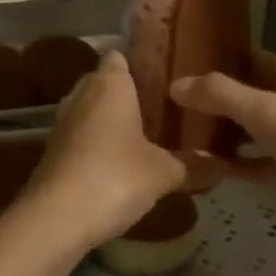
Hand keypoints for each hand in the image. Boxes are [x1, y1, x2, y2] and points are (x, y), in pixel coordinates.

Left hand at [24, 53, 204, 247]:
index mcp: (109, 85)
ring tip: (145, 137)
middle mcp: (81, 95)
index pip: (120, 56)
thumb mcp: (163, 173)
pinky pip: (80, 136)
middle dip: (128, 94)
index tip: (166, 79)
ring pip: (90, 110)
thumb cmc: (114, 178)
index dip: (140, 64)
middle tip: (162, 111)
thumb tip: (222, 165)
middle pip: (104, 82)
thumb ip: (193, 165)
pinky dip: (97, 144)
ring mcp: (62, 123)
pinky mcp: (52, 151)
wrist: (55, 218)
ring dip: (110, 121)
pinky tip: (119, 163)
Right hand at [171, 51, 275, 257]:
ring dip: (219, 133)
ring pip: (249, 129)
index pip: (245, 56)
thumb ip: (220, 95)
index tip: (172, 63)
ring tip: (176, 137)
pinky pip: (259, 161)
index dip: (211, 58)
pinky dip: (236, 163)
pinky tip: (207, 170)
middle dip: (209, 99)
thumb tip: (175, 84)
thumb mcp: (267, 112)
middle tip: (164, 105)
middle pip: (244, 93)